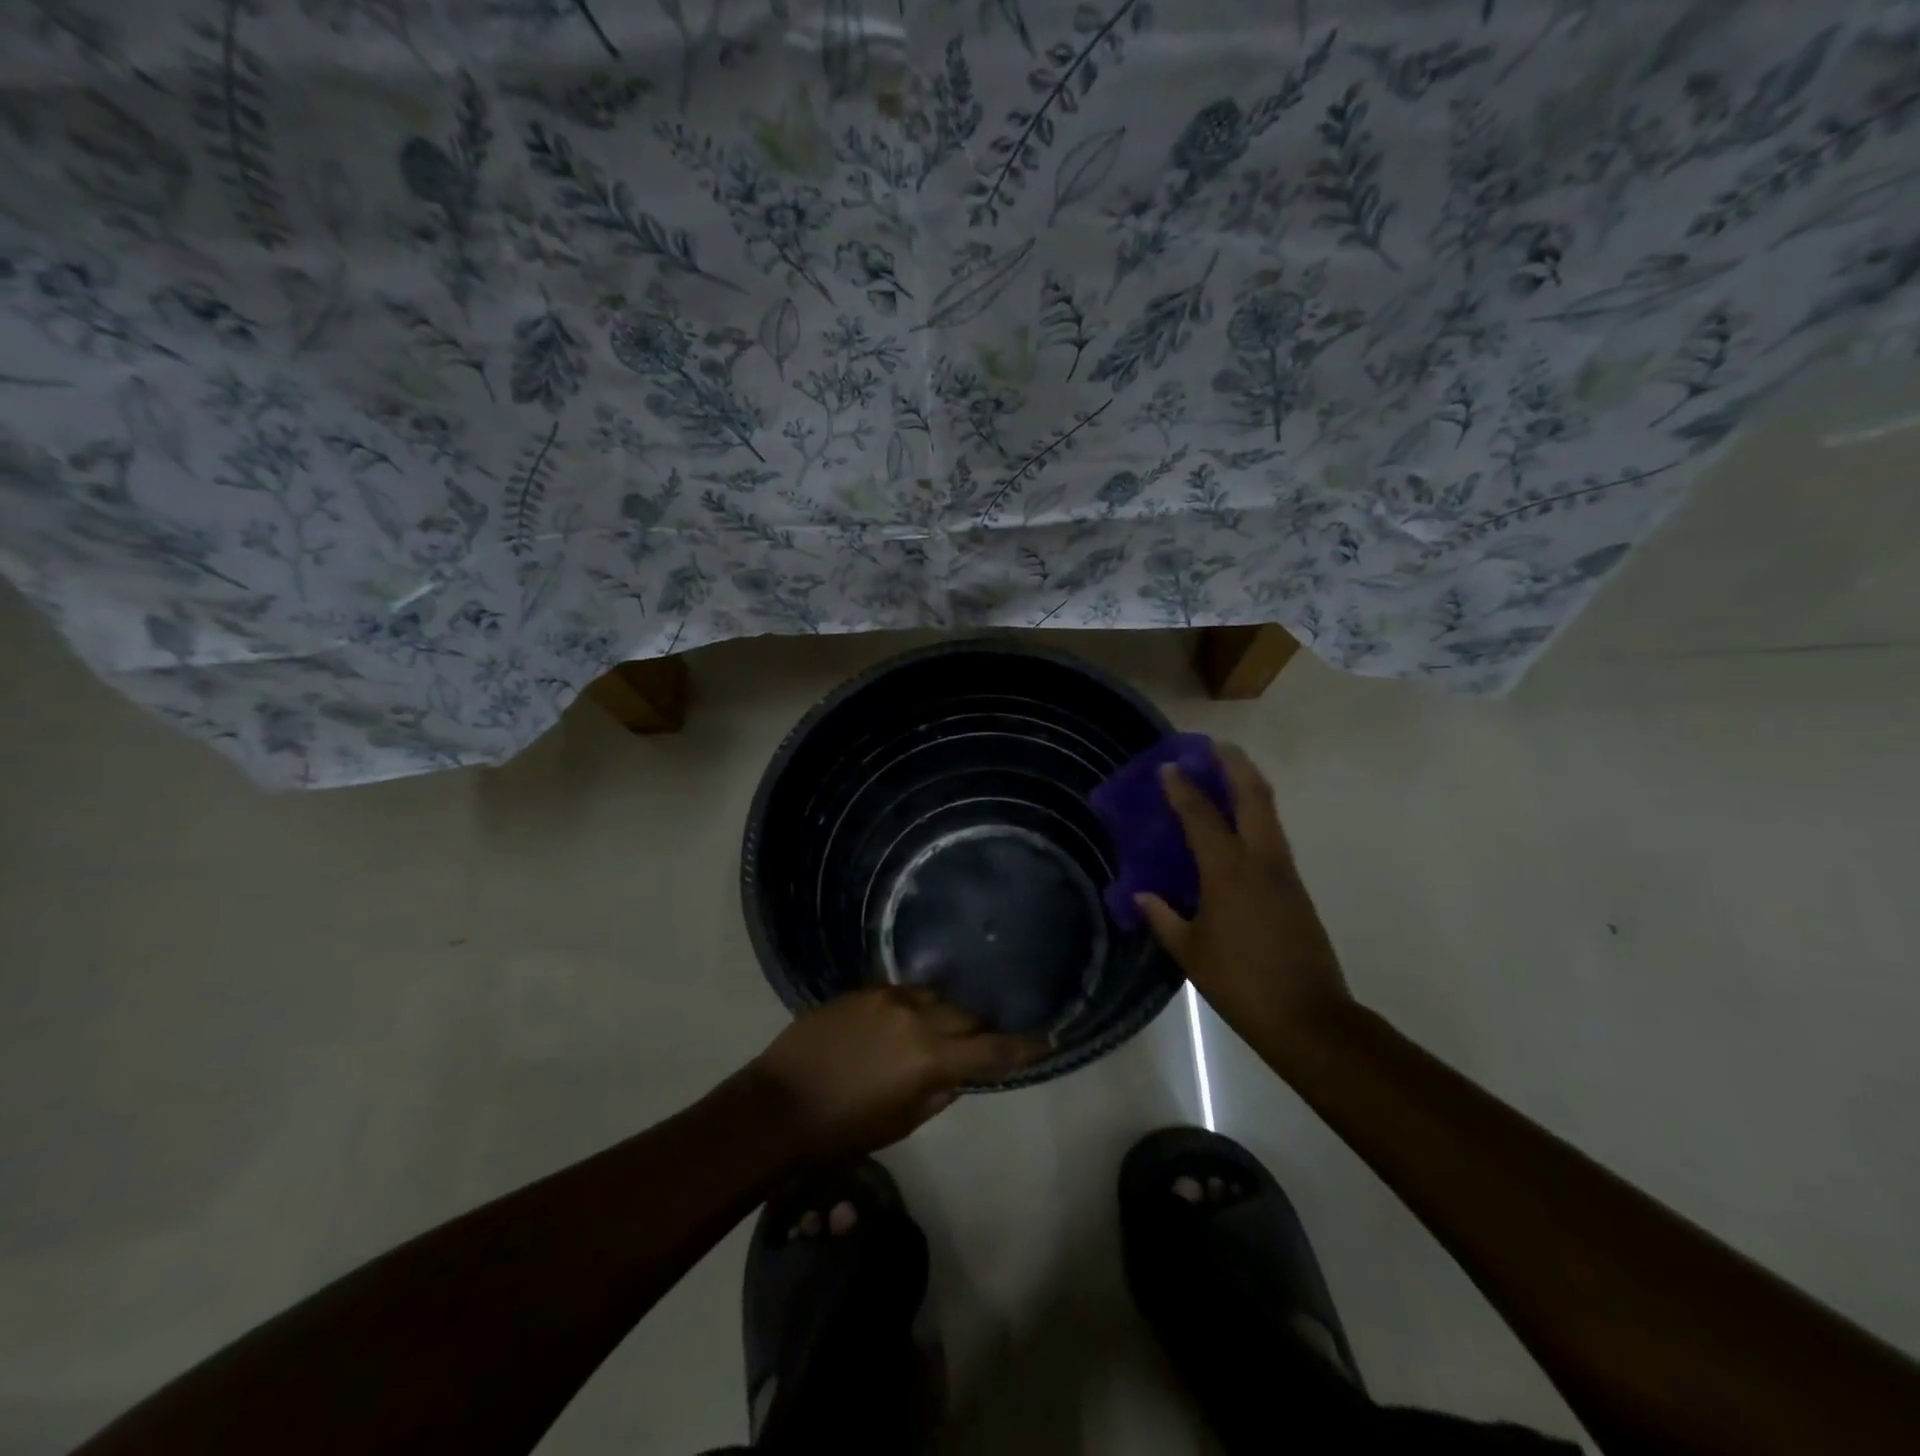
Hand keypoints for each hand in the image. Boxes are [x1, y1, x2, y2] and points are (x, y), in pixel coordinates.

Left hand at [749, 987, 1042, 1160]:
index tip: (1049, 1039)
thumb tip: (959, 1073)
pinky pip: (904, 993)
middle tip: (987, 1039)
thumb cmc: (841, 1131)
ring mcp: (888, 997)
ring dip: (948, 1013)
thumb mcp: (900, 1124)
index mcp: (929, 1058)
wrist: (777, 1106)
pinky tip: (908, 1018)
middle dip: (982, 1027)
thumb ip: (938, 1094)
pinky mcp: (864, 990)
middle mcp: (916, 1017)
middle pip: (968, 1014)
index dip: (1024, 1047)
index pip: (992, 1051)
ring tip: (948, 1025)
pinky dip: (916, 1006)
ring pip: (937, 997)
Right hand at [1135, 743, 1353, 1057]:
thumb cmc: (1240, 982)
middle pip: (1253, 796)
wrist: (1308, 1016)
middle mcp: (1260, 860)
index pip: (1202, 816)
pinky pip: (1273, 834)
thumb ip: (1163, 917)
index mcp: (1228, 872)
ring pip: (1269, 811)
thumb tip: (1142, 896)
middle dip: (1234, 764)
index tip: (1168, 765)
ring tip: (1227, 771)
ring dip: (1249, 784)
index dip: (1183, 788)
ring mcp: (1284, 871)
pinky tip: (1239, 823)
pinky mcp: (1296, 886)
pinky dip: (1256, 814)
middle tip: (1214, 745)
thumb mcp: (1190, 952)